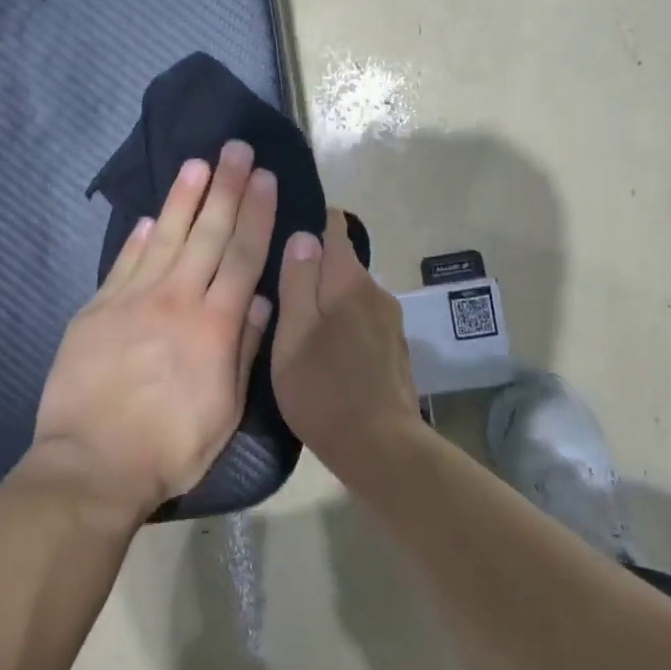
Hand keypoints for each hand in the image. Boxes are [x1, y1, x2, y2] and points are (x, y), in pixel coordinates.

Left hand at [31, 141, 277, 519]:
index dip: (256, 213)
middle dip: (226, 188)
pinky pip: (123, 263)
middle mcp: (177, 300)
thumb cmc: (170, 446)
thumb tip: (258, 300)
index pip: (242, 256)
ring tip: (197, 164)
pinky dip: (137, 237)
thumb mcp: (225, 410)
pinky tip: (147, 217)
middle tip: (237, 149)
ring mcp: (132, 300)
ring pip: (163, 237)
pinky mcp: (97, 309)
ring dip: (183, 198)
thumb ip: (243, 349)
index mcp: (215, 326)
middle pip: (207, 234)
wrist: (92, 464)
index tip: (265, 178)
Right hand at [272, 207, 421, 463]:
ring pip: (351, 295)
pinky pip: (362, 320)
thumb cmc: (324, 390)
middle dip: (313, 267)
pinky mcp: (394, 349)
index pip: (334, 228)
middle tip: (276, 286)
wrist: (380, 448)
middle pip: (341, 263)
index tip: (281, 228)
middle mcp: (376, 292)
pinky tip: (325, 350)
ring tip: (296, 322)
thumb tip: (304, 234)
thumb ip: (298, 282)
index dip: (309, 221)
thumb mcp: (293, 335)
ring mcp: (390, 322)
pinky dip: (342, 324)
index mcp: (350, 281)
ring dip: (327, 300)